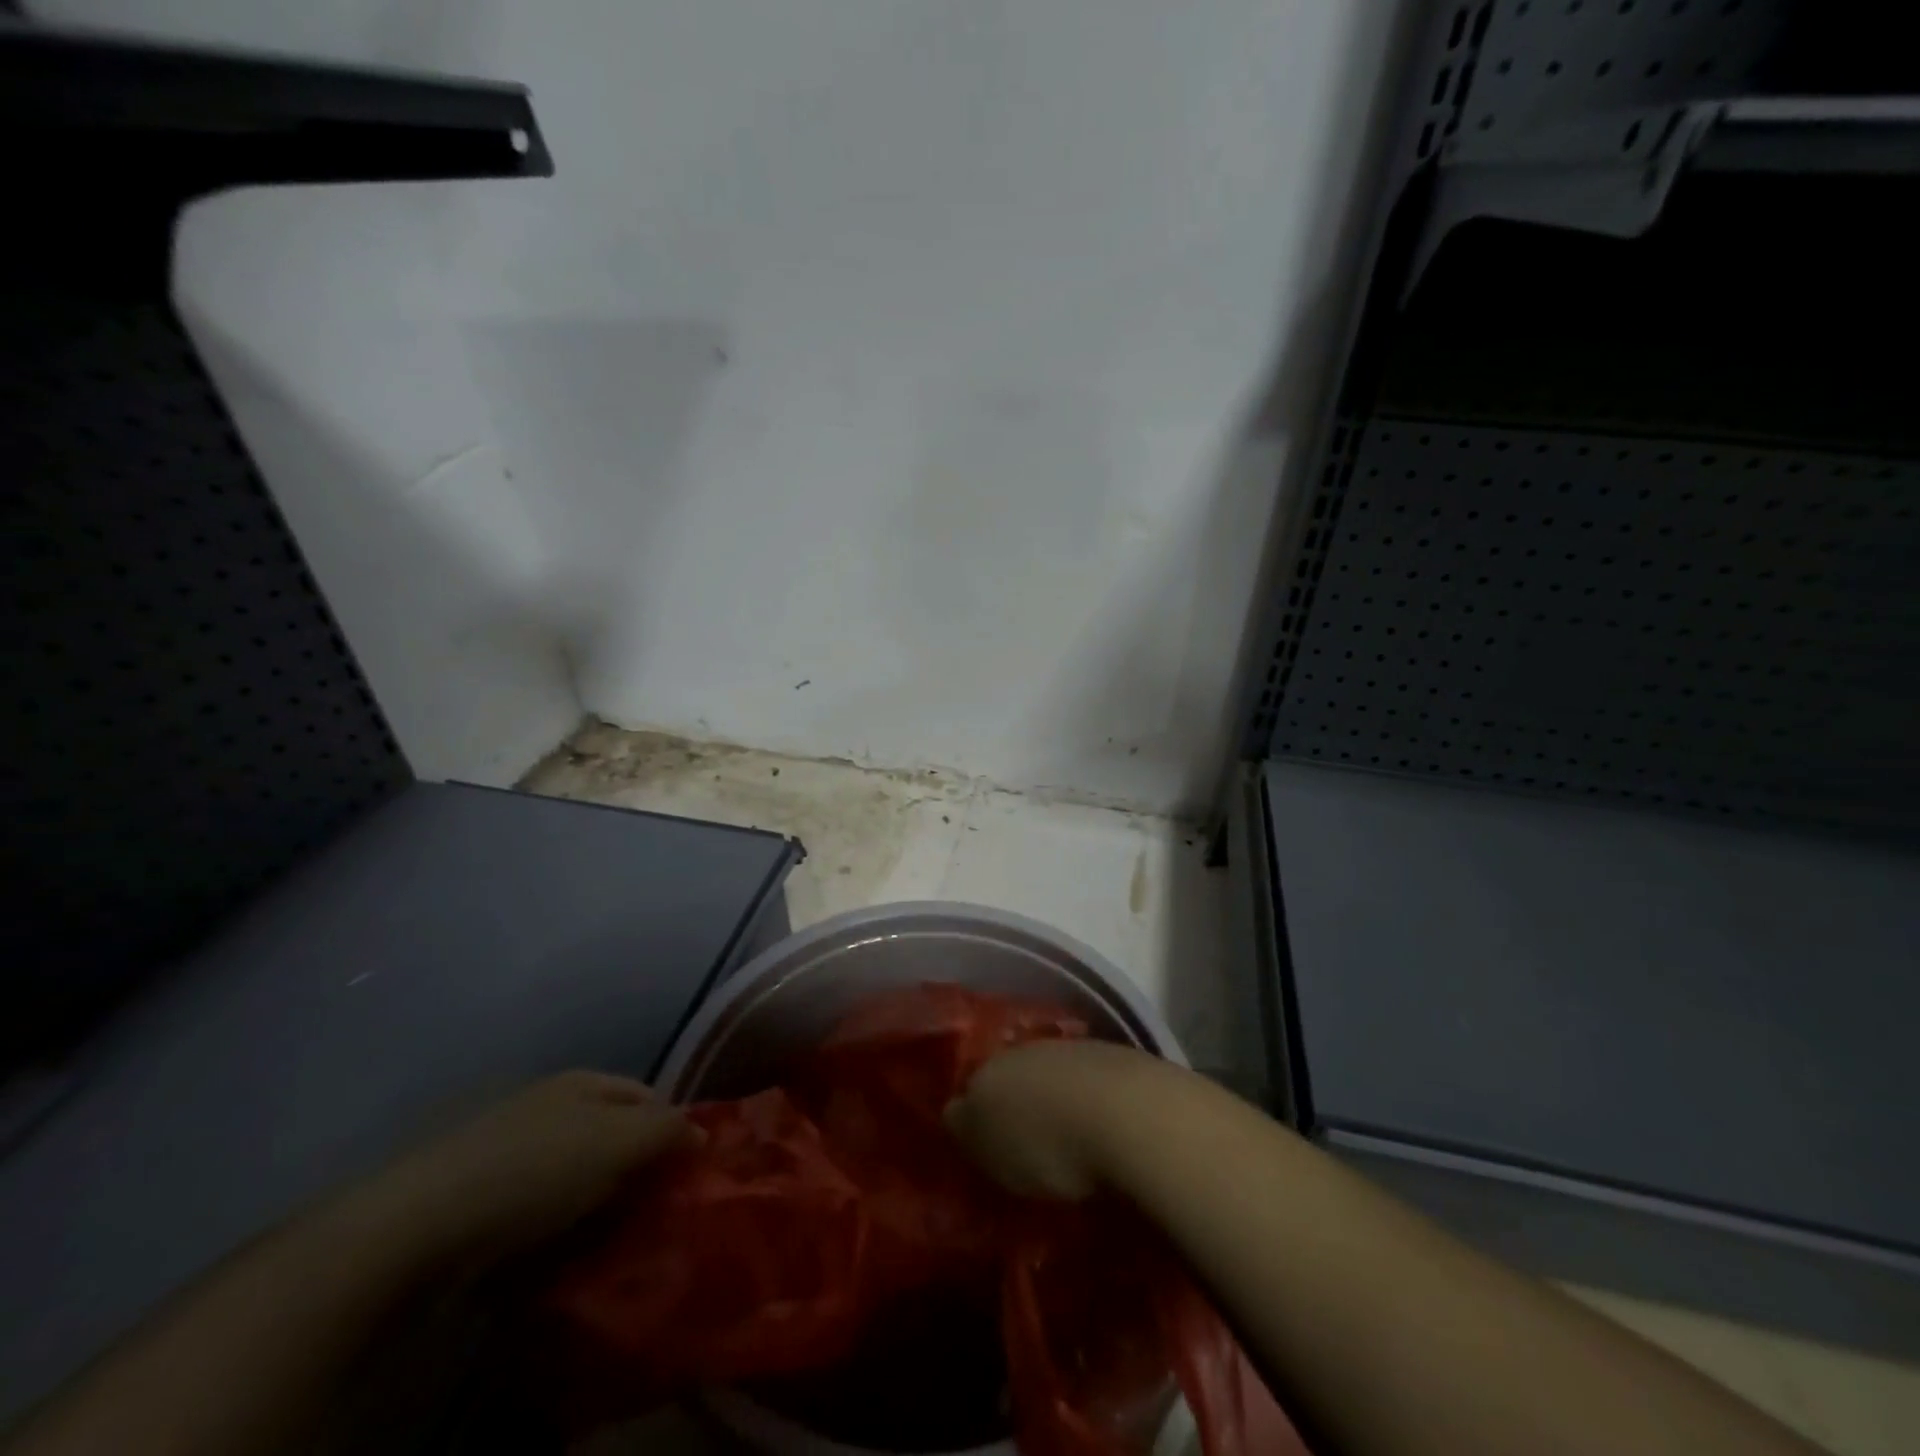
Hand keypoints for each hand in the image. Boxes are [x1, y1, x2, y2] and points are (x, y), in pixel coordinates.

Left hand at [365, 1071, 692, 1266]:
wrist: (416, 1227)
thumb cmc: (535, 1170)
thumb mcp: (618, 1143)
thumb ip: (667, 1131)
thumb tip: (702, 1132)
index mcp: (584, 1082)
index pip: (648, 1097)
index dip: (672, 1129)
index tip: (687, 1175)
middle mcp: (548, 1105)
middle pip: (610, 1135)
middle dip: (634, 1171)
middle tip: (653, 1214)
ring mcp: (507, 1149)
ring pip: (572, 1175)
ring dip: (594, 1205)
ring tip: (609, 1243)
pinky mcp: (475, 1197)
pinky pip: (534, 1209)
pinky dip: (552, 1229)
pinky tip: (557, 1255)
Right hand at [945, 1040, 1168, 1200]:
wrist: (1134, 1116)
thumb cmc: (1046, 1139)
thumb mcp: (987, 1146)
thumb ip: (965, 1126)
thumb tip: (956, 1112)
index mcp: (994, 1064)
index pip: (974, 1083)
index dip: (975, 1110)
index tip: (981, 1140)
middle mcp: (1035, 1048)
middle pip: (1018, 1077)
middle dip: (1019, 1105)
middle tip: (1024, 1148)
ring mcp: (1084, 1053)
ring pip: (1059, 1079)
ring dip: (1059, 1105)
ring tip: (1068, 1149)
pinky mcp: (1127, 1067)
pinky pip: (1096, 1091)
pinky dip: (1095, 1110)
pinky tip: (1103, 1139)